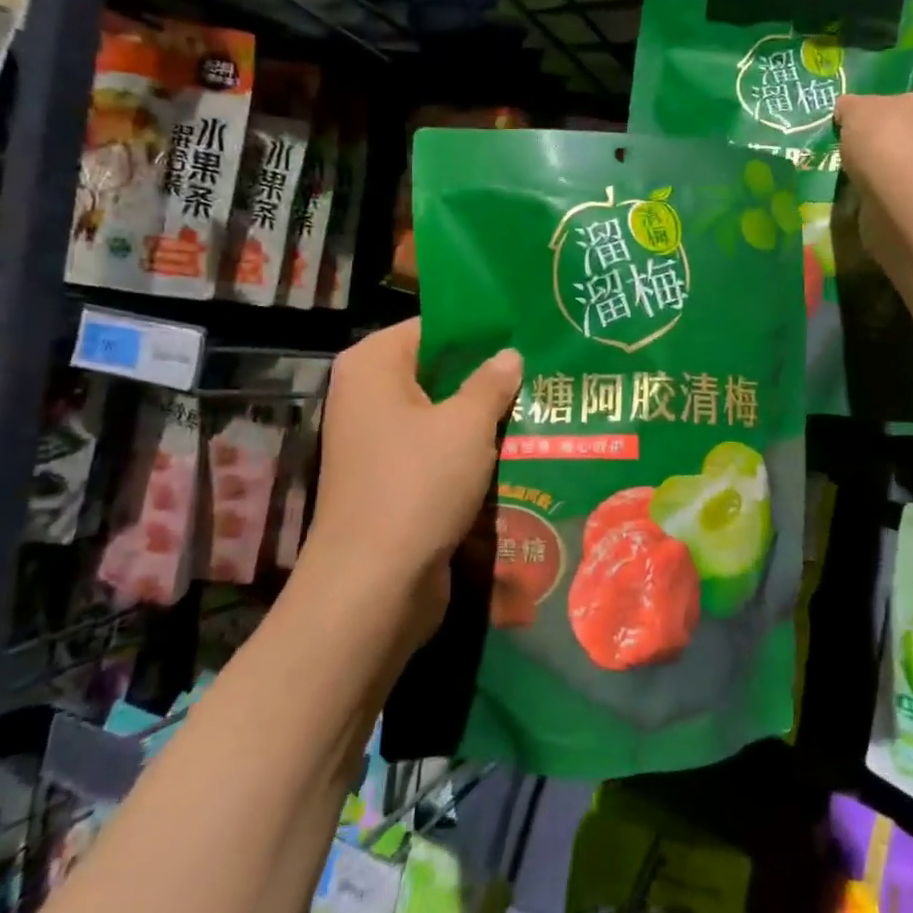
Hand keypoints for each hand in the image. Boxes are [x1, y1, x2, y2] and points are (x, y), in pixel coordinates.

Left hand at [298, 320, 521, 648]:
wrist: (374, 586)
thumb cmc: (418, 484)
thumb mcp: (466, 424)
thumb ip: (492, 382)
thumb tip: (510, 355)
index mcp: (374, 365)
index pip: (433, 326)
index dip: (481, 328)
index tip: (528, 330)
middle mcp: (368, 396)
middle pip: (438, 369)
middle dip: (488, 373)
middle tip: (544, 366)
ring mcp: (377, 441)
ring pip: (442, 413)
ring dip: (485, 414)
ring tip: (542, 402)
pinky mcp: (392, 480)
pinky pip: (437, 450)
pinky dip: (471, 449)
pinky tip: (519, 447)